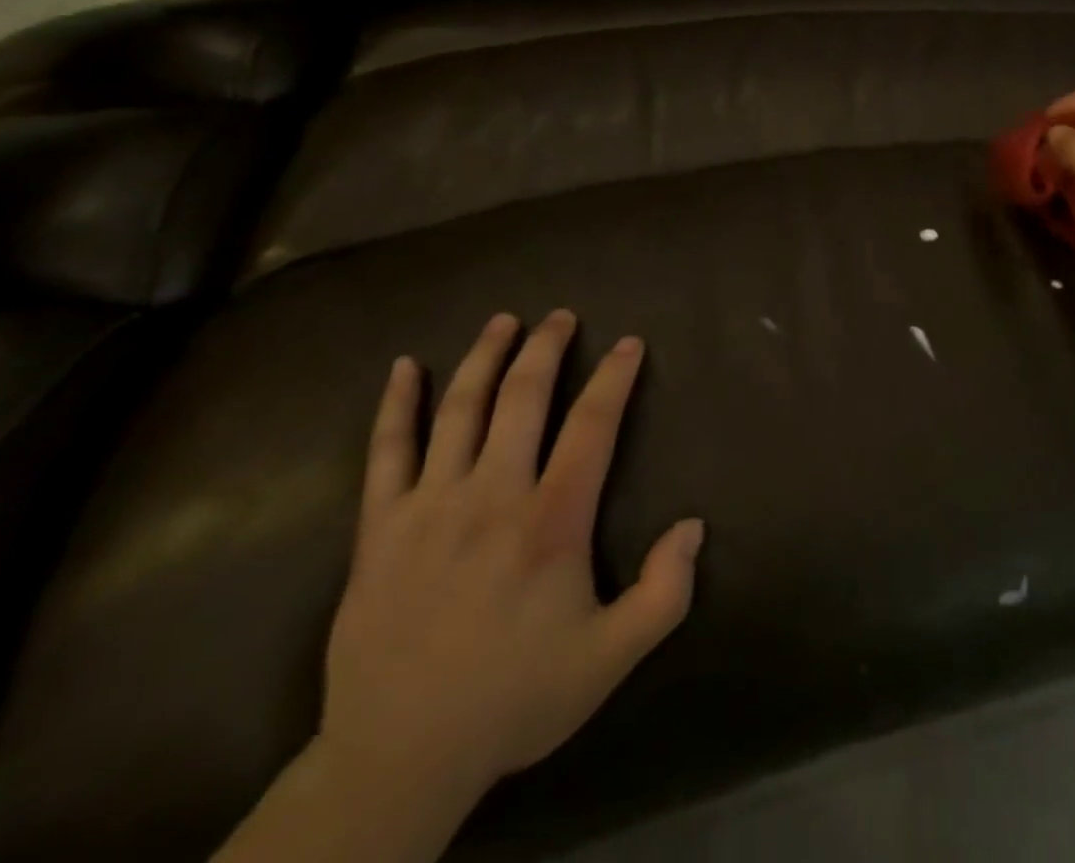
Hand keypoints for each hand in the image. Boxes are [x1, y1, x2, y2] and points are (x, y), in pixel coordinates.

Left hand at [318, 311, 703, 808]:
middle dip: (546, 348)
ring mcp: (430, 505)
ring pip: (459, 409)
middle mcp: (492, 494)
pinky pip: (386, 452)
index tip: (629, 344)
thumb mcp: (610, 659)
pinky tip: (403, 367)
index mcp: (551, 520)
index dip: (614, 378)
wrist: (399, 757)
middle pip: (523, 397)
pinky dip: (395, 405)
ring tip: (504, 321)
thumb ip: (664, 593)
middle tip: (561, 316)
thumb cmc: (515, 698)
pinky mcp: (380, 527)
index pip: (592, 425)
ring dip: (484, 357)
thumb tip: (695, 525)